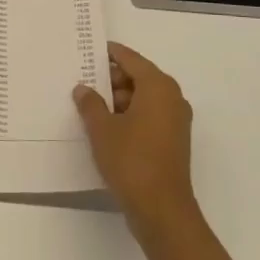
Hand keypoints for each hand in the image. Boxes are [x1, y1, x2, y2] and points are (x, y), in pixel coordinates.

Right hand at [73, 43, 195, 230]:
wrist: (161, 209)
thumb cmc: (131, 160)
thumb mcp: (102, 129)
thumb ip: (90, 104)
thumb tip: (83, 89)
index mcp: (158, 87)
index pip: (131, 59)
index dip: (110, 54)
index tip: (90, 50)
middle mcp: (172, 99)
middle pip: (139, 78)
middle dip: (112, 80)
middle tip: (83, 83)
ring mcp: (176, 121)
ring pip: (143, 99)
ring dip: (119, 100)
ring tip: (90, 108)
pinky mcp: (173, 141)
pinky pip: (149, 116)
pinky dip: (129, 116)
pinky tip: (106, 127)